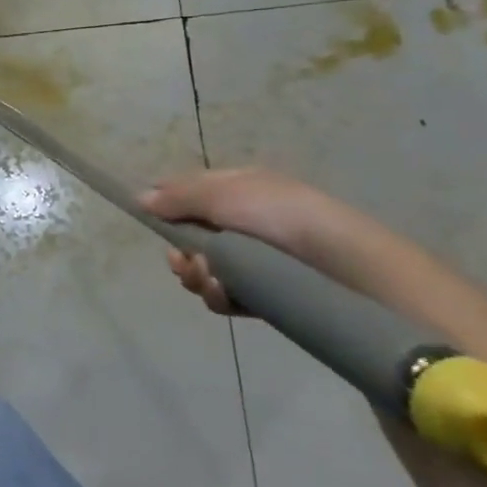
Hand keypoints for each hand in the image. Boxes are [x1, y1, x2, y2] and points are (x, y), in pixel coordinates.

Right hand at [140, 167, 347, 316]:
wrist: (347, 265)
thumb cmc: (280, 216)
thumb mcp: (223, 195)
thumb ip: (177, 198)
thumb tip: (139, 198)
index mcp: (238, 190)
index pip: (189, 193)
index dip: (167, 207)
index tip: (152, 221)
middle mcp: (245, 222)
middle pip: (192, 237)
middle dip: (182, 253)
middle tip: (187, 263)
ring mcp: (257, 259)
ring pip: (206, 269)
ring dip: (199, 276)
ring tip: (212, 281)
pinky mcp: (267, 293)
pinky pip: (228, 295)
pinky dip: (221, 296)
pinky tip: (227, 296)